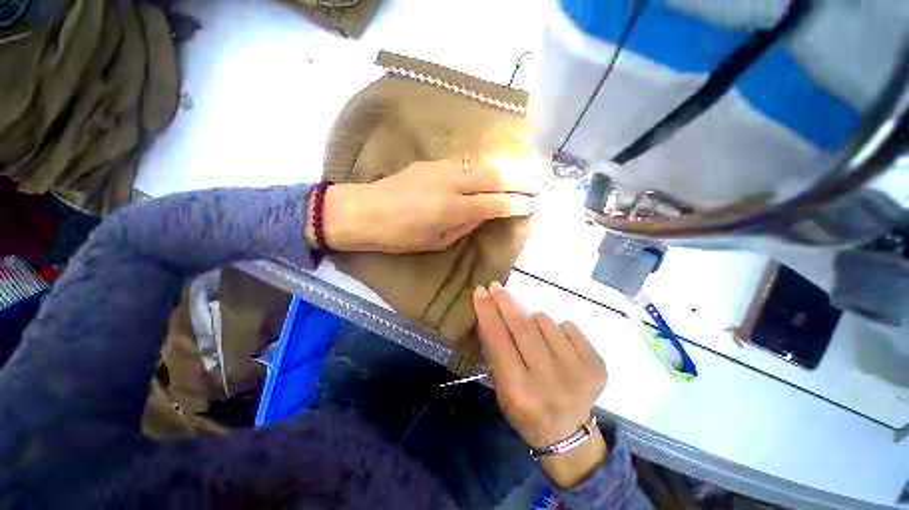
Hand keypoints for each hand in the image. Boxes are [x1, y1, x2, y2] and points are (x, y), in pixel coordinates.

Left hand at [305, 158, 541, 253]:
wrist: (365, 211)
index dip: (517, 203)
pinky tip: (498, 167)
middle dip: (522, 179)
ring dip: (509, 166)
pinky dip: (488, 163)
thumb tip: (486, 212)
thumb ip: (465, 224)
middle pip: (494, 176)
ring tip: (528, 171)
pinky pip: (468, 161)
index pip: (494, 203)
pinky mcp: (433, 161)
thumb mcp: (436, 241)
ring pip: (483, 163)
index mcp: (449, 209)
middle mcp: (449, 183)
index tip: (535, 204)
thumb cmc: (399, 236)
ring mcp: (440, 167)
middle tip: (541, 182)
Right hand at [473, 281, 608, 487]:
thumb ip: (495, 352)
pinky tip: (557, 346)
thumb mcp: (500, 389)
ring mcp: (578, 373)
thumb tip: (490, 313)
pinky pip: (569, 328)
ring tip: (533, 334)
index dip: (487, 312)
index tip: (481, 291)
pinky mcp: (597, 366)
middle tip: (497, 287)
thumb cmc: (525, 411)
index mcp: (519, 392)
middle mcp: (549, 382)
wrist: (567, 435)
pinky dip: (557, 330)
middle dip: (506, 303)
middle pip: (522, 328)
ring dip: (534, 320)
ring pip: (546, 323)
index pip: (498, 340)